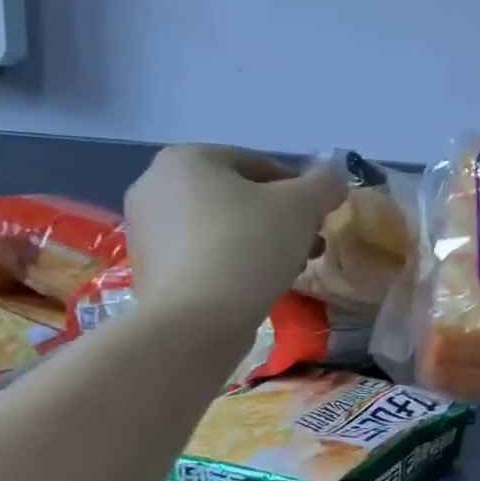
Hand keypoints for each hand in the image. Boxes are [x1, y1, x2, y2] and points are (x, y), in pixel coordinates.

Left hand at [124, 145, 348, 335]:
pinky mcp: (147, 268)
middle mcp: (155, 185)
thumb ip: (325, 183)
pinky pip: (203, 254)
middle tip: (309, 244)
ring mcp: (145, 229)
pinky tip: (257, 285)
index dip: (299, 190)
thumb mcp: (304, 206)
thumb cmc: (249, 246)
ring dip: (261, 240)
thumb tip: (334, 177)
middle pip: (239, 196)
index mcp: (187, 159)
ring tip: (290, 267)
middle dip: (280, 218)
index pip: (260, 164)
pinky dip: (233, 262)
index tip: (319, 218)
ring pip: (222, 226)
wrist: (196, 321)